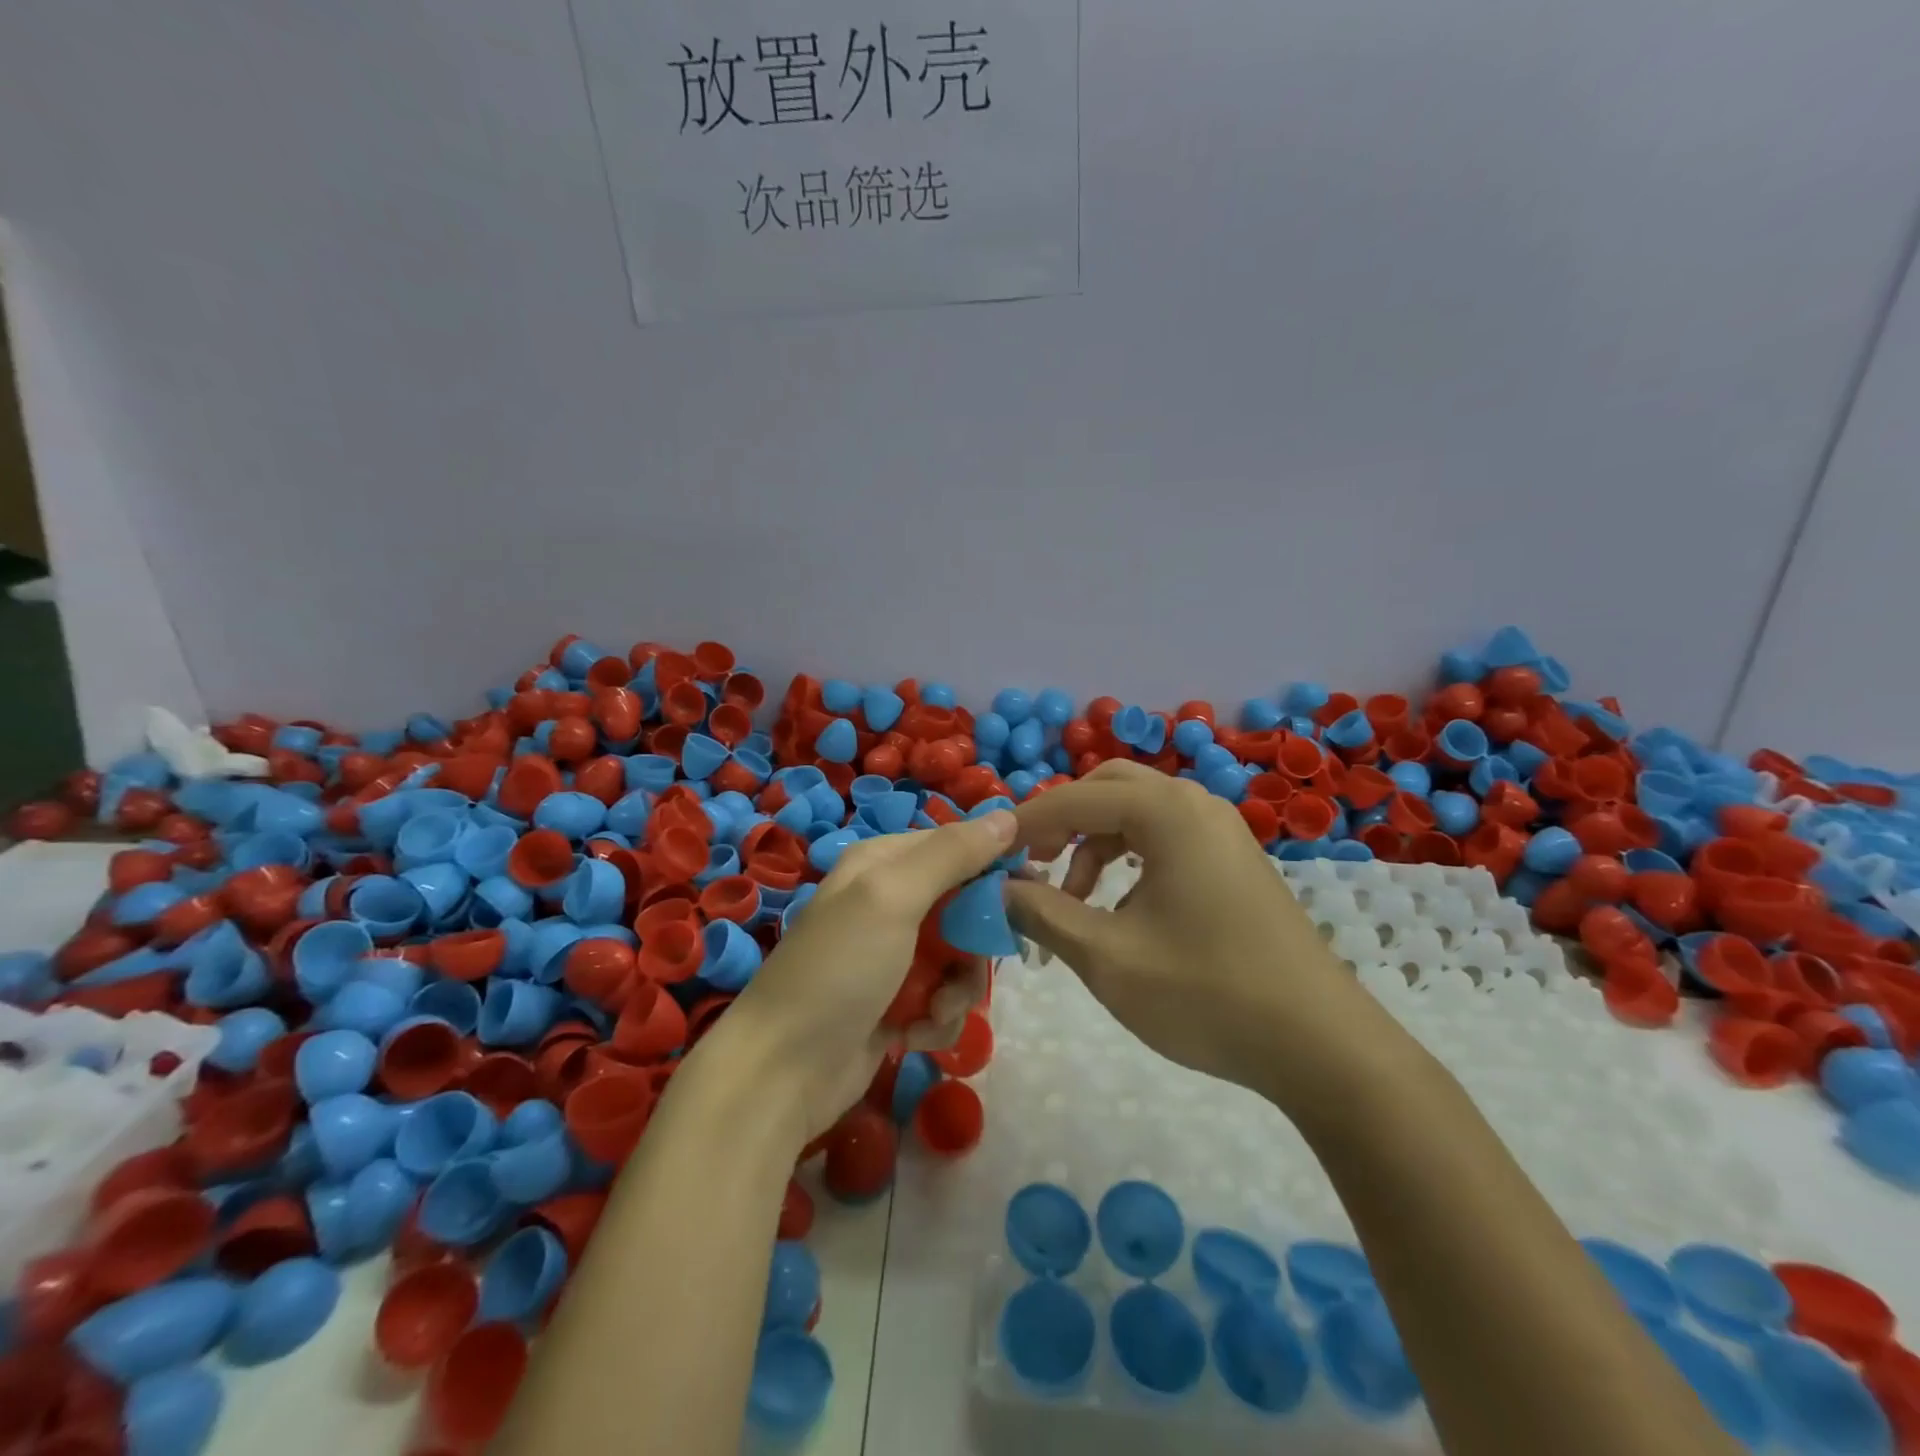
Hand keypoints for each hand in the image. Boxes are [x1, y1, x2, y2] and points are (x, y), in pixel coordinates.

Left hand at [715, 811, 1009, 1141]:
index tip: (1028, 894)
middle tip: (971, 970)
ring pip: (960, 958)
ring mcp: (892, 954)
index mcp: (883, 863)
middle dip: (974, 945)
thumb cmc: (838, 971)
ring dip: (958, 990)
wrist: (781, 1073)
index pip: (957, 847)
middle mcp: (888, 901)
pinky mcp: (896, 1001)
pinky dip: (938, 1018)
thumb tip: (1008, 817)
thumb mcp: (892, 898)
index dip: (994, 867)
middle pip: (964, 907)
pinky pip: (943, 997)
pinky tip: (916, 1036)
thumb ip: (951, 855)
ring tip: (934, 1013)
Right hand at [1007, 761, 1371, 1098]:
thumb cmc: (1206, 994)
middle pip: (1108, 789)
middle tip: (1031, 865)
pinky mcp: (1234, 861)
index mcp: (1166, 812)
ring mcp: (1222, 831)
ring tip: (1073, 902)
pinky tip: (1121, 910)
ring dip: (1094, 844)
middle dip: (1062, 822)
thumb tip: (998, 887)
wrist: (1320, 1045)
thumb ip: (1042, 912)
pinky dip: (1129, 859)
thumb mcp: (1107, 957)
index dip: (1024, 824)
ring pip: (1137, 813)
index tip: (988, 854)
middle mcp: (1196, 805)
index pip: (1074, 799)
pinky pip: (1166, 838)